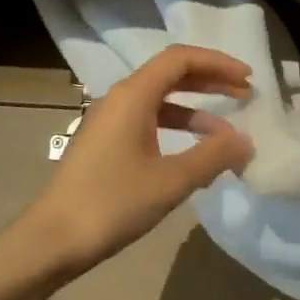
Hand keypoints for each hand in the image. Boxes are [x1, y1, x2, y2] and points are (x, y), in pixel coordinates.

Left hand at [23, 45, 253, 275]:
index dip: (217, 63)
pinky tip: (196, 154)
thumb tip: (245, 142)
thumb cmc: (112, 204)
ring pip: (161, 99)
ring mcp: (110, 120)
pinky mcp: (106, 141)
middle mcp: (120, 97)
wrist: (52, 240)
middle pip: (171, 73)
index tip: (248, 78)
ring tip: (228, 130)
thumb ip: (212, 156)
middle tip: (245, 94)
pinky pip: (149, 120)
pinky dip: (177, 128)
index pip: (181, 59)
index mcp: (133, 95)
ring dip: (196, 108)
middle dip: (211, 81)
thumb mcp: (170, 181)